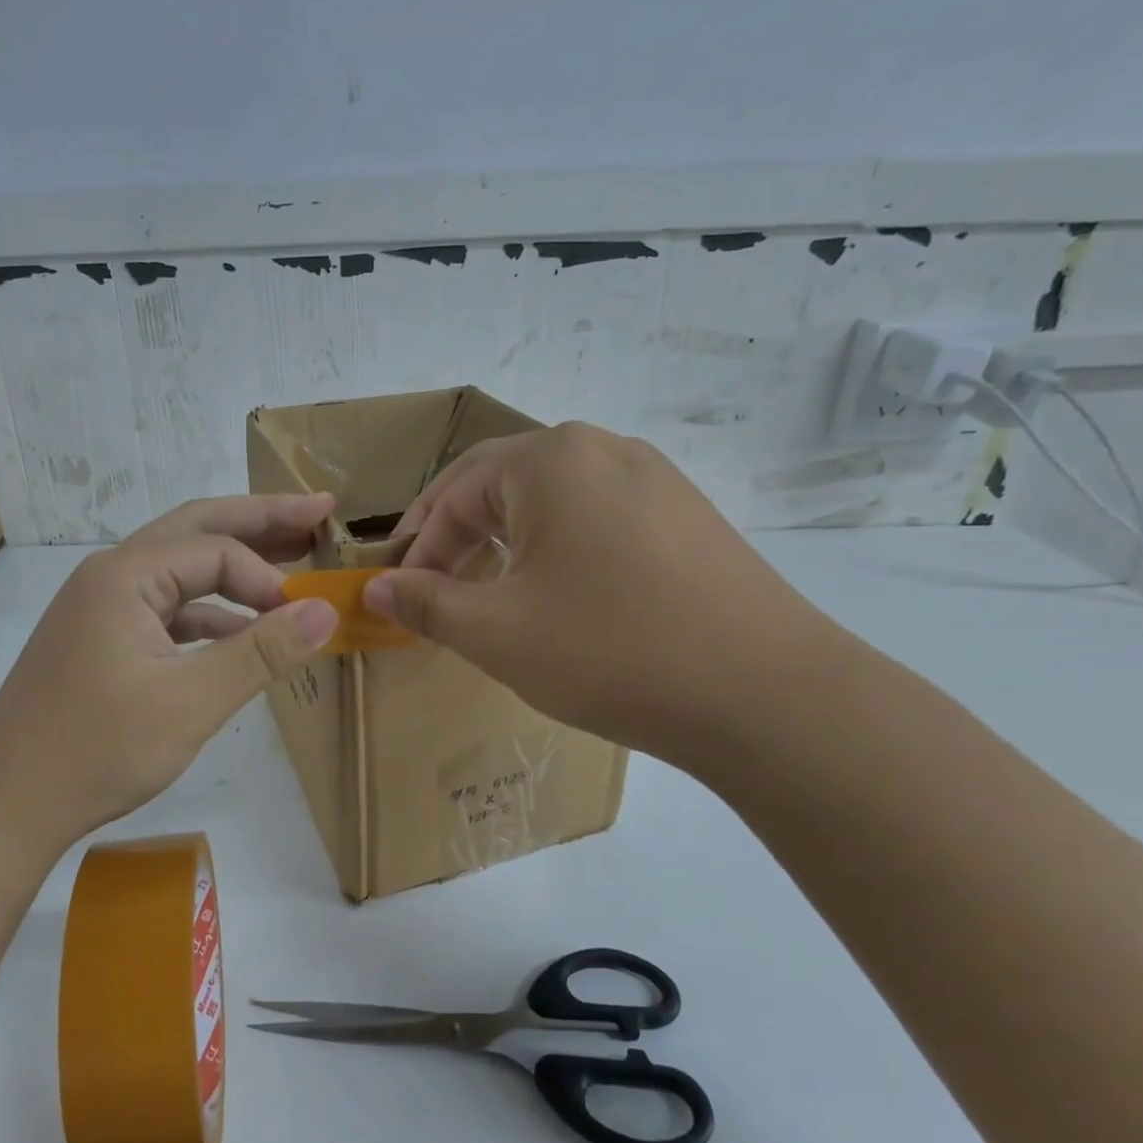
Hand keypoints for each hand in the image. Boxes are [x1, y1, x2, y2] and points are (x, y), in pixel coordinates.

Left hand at [0, 494, 339, 836]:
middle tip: (319, 509)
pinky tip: (243, 631)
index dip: (267, 578)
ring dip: (236, 565)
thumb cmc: (97, 747)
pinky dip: (211, 612)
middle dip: (260, 520)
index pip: (216, 551)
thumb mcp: (191, 701)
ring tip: (292, 557)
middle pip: (197, 529)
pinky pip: (170, 608)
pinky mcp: (106, 639)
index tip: (303, 618)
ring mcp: (105, 607)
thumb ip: (261, 653)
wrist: (7, 802)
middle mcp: (113, 575)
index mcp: (125, 575)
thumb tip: (326, 610)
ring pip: (183, 568)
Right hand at [364, 424, 853, 770]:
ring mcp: (655, 479)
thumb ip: (426, 603)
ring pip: (553, 501)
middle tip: (433, 588)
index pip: (456, 491)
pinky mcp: (687, 516)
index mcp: (551, 460)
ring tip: (489, 593)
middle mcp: (604, 449)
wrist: (766, 694)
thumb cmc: (610, 650)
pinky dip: (558, 550)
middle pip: (503, 484)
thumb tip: (376, 587)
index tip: (399, 594)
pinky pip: (598, 518)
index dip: (418, 545)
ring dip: (506, 542)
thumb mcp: (497, 632)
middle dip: (458, 536)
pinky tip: (560, 596)